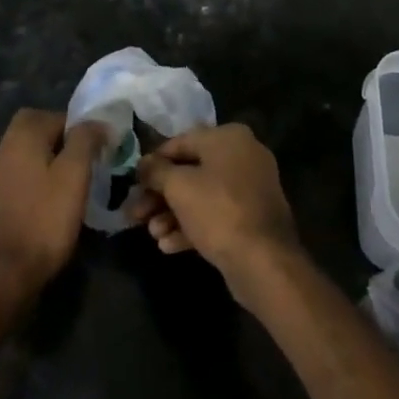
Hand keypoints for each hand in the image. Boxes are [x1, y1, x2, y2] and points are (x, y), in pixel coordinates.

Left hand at [0, 108, 105, 297]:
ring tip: (73, 187)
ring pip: (30, 156)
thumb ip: (85, 140)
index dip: (82, 129)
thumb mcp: (74, 175)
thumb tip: (96, 120)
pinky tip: (52, 205)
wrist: (3, 273)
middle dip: (63, 142)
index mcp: (23, 134)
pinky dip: (38, 184)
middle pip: (39, 131)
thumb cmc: (44, 218)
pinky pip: (22, 179)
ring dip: (51, 164)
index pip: (58, 115)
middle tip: (85, 164)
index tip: (100, 149)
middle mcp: (5, 148)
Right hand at [132, 123, 301, 296]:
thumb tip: (143, 164)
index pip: (181, 142)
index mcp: (228, 137)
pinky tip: (168, 246)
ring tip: (153, 234)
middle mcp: (243, 156)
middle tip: (136, 215)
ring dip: (172, 214)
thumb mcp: (178, 187)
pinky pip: (216, 215)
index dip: (153, 163)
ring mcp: (250, 189)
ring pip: (201, 196)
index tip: (134, 182)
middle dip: (160, 195)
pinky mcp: (252, 219)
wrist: (264, 261)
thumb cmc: (218, 210)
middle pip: (190, 171)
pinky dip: (192, 226)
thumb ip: (156, 171)